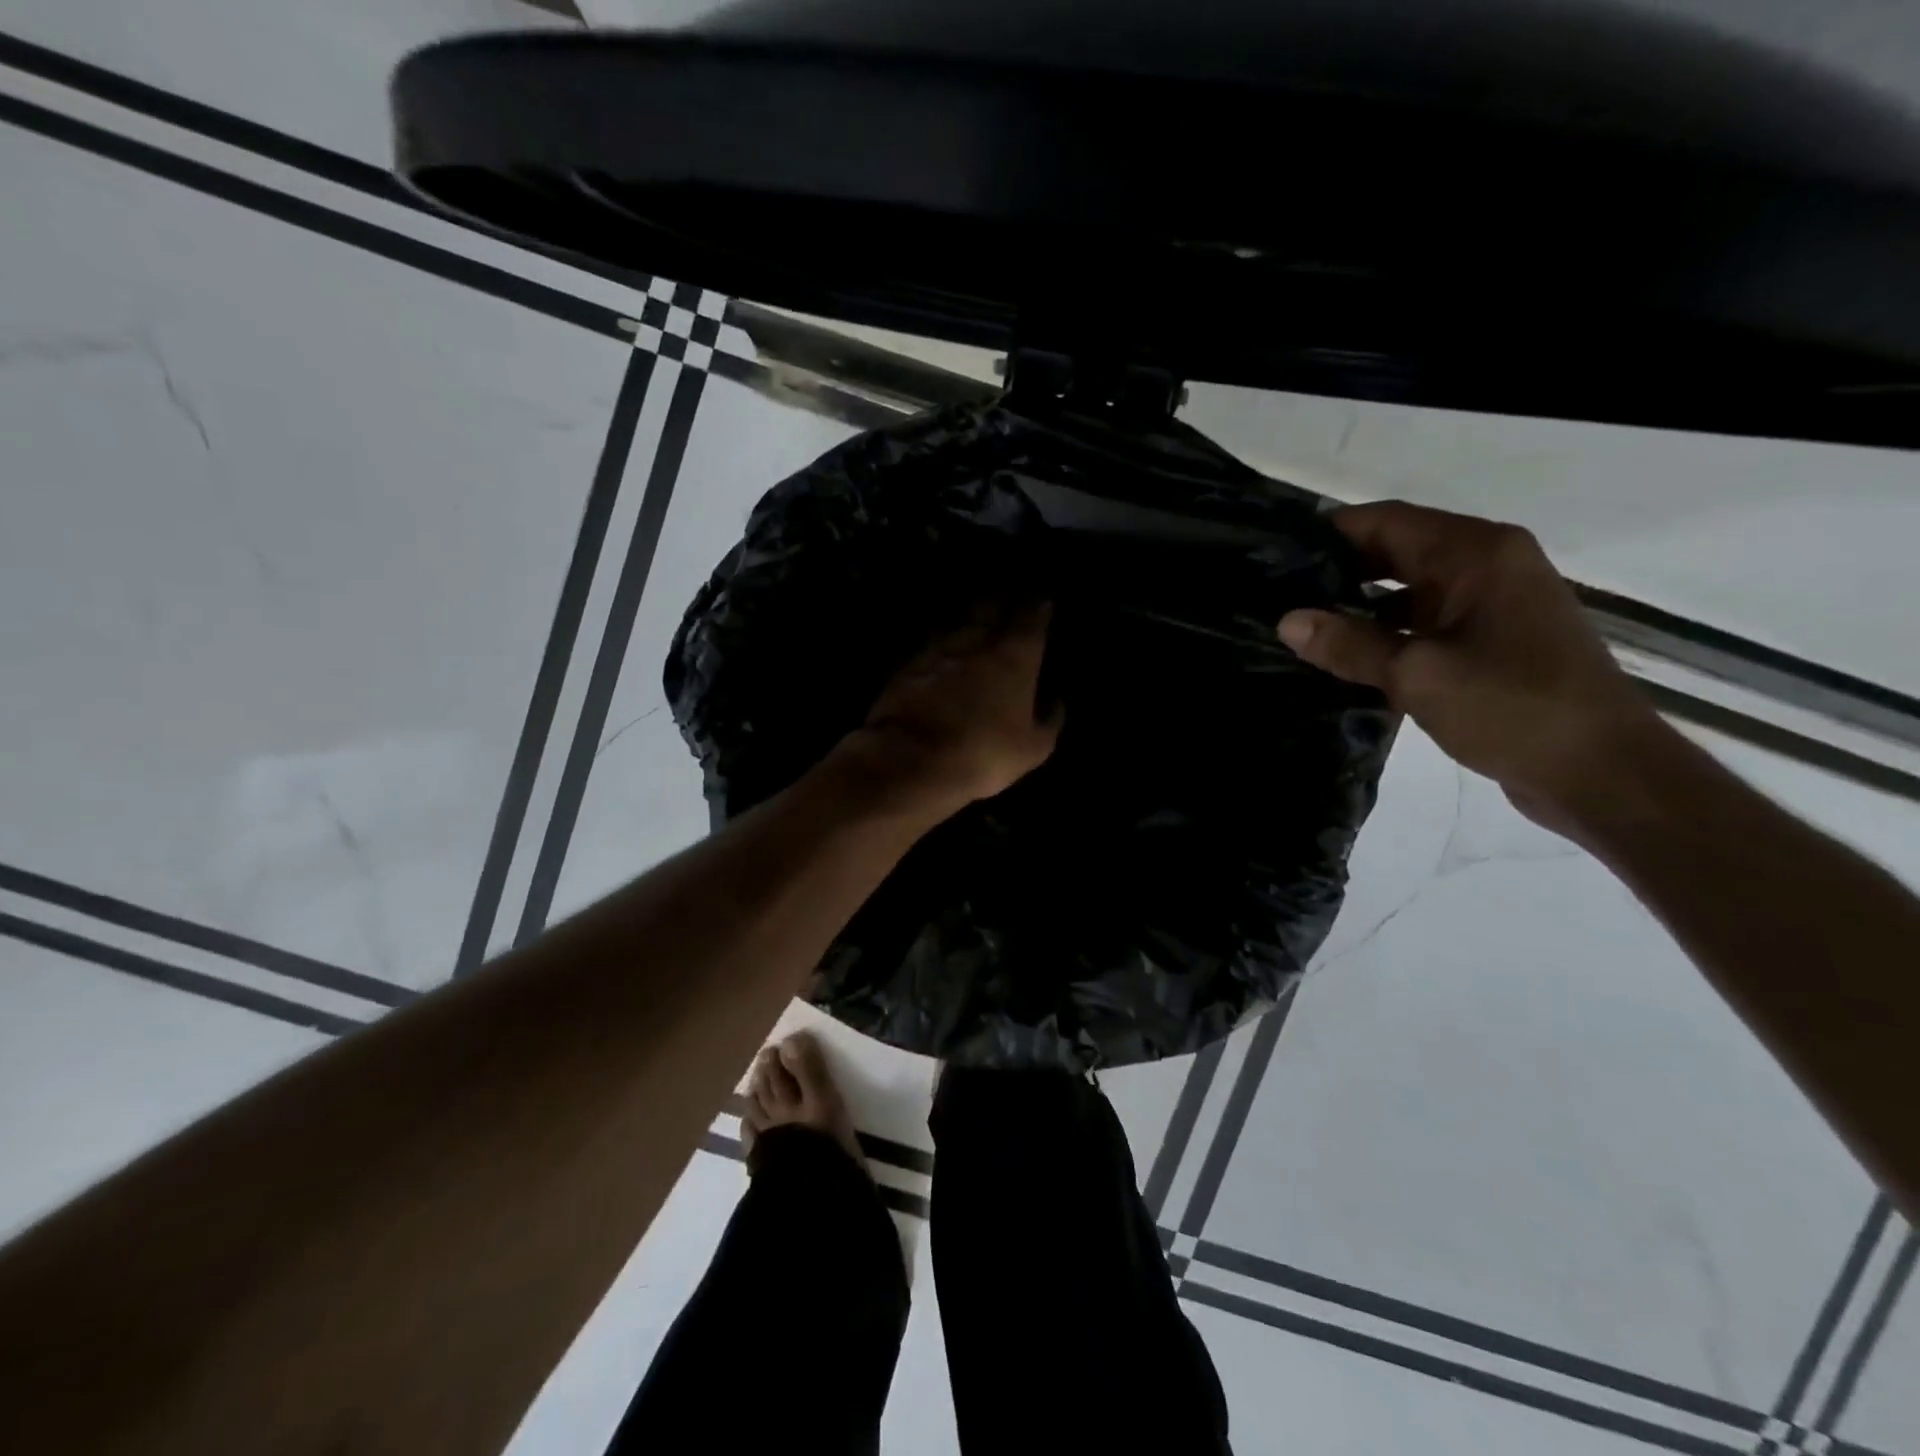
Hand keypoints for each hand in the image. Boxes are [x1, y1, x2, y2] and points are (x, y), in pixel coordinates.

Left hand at [834, 602, 1063, 816]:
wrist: (912, 760)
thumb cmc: (984, 753)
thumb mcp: (1033, 748)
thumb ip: (1049, 719)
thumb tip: (1055, 700)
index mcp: (1014, 654)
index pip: (1032, 615)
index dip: (1039, 606)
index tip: (1043, 601)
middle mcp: (976, 639)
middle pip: (990, 604)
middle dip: (1002, 599)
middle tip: (1008, 597)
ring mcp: (937, 647)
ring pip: (957, 618)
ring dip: (968, 615)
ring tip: (975, 617)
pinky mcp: (907, 663)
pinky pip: (931, 642)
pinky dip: (941, 640)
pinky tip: (942, 647)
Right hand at [1278, 502, 1667, 828]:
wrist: (1602, 771)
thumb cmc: (1513, 707)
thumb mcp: (1418, 674)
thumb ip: (1350, 645)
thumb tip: (1287, 621)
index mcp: (1476, 554)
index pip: (1387, 521)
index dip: (1330, 533)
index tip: (1276, 553)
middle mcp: (1487, 566)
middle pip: (1396, 552)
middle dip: (1338, 571)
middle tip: (1276, 593)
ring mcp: (1491, 604)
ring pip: (1407, 591)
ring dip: (1357, 606)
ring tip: (1298, 626)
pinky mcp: (1491, 641)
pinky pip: (1424, 623)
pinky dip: (1384, 634)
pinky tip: (1342, 657)